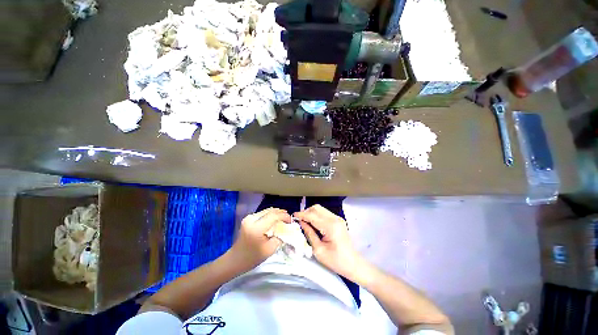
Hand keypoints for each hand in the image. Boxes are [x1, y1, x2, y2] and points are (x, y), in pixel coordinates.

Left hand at [229, 208, 290, 270]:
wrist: (235, 260)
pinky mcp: (248, 219)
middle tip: (289, 218)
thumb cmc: (252, 258)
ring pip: (266, 211)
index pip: (274, 216)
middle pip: (270, 211)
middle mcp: (251, 219)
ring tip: (284, 218)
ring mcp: (249, 218)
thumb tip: (286, 229)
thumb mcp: (270, 250)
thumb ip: (279, 237)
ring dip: (276, 213)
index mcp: (256, 228)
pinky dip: (270, 215)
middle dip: (281, 213)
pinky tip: (275, 220)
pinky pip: (262, 214)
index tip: (291, 220)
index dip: (284, 216)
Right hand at [294, 205, 363, 279]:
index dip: (301, 215)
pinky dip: (316, 215)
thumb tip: (301, 223)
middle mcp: (335, 219)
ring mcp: (338, 218)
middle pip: (317, 208)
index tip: (293, 216)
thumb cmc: (336, 261)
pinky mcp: (338, 220)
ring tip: (304, 221)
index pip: (312, 216)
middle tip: (298, 220)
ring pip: (320, 209)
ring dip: (311, 213)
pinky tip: (312, 222)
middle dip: (306, 212)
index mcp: (330, 226)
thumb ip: (309, 234)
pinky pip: (324, 213)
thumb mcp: (318, 250)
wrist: (353, 264)